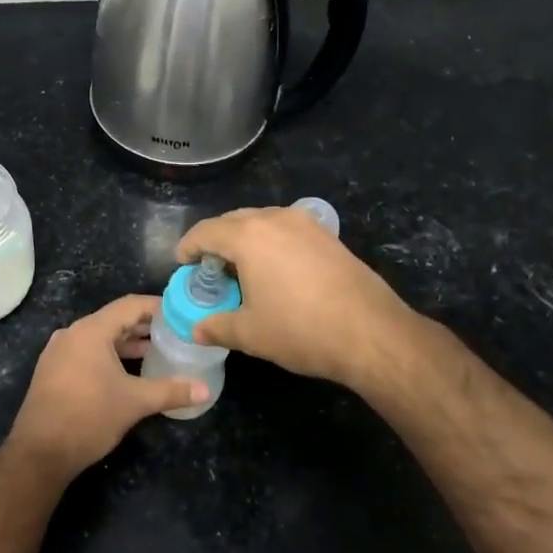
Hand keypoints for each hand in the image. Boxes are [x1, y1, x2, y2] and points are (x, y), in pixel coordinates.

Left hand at [7, 294, 207, 479]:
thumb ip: (171, 391)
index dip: (158, 307)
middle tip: (175, 333)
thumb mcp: (135, 402)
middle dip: (145, 326)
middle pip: (114, 320)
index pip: (130, 305)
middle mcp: (72, 334)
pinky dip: (110, 356)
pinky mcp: (54, 371)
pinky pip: (88, 353)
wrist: (39, 453)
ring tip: (157, 351)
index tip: (182, 313)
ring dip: (128, 343)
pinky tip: (129, 372)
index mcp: (91, 331)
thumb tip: (206, 391)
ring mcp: (59, 353)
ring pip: (100, 338)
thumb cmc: (88, 417)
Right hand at [175, 206, 416, 386]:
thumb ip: (216, 327)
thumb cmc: (300, 330)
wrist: (371, 333)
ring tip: (242, 270)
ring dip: (246, 240)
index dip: (188, 247)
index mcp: (248, 236)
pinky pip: (287, 230)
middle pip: (233, 221)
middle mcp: (275, 219)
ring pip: (263, 222)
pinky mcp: (328, 236)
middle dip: (216, 241)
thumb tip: (196, 330)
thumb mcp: (250, 333)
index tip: (182, 263)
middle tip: (210, 270)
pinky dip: (272, 243)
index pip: (206, 231)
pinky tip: (276, 271)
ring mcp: (306, 224)